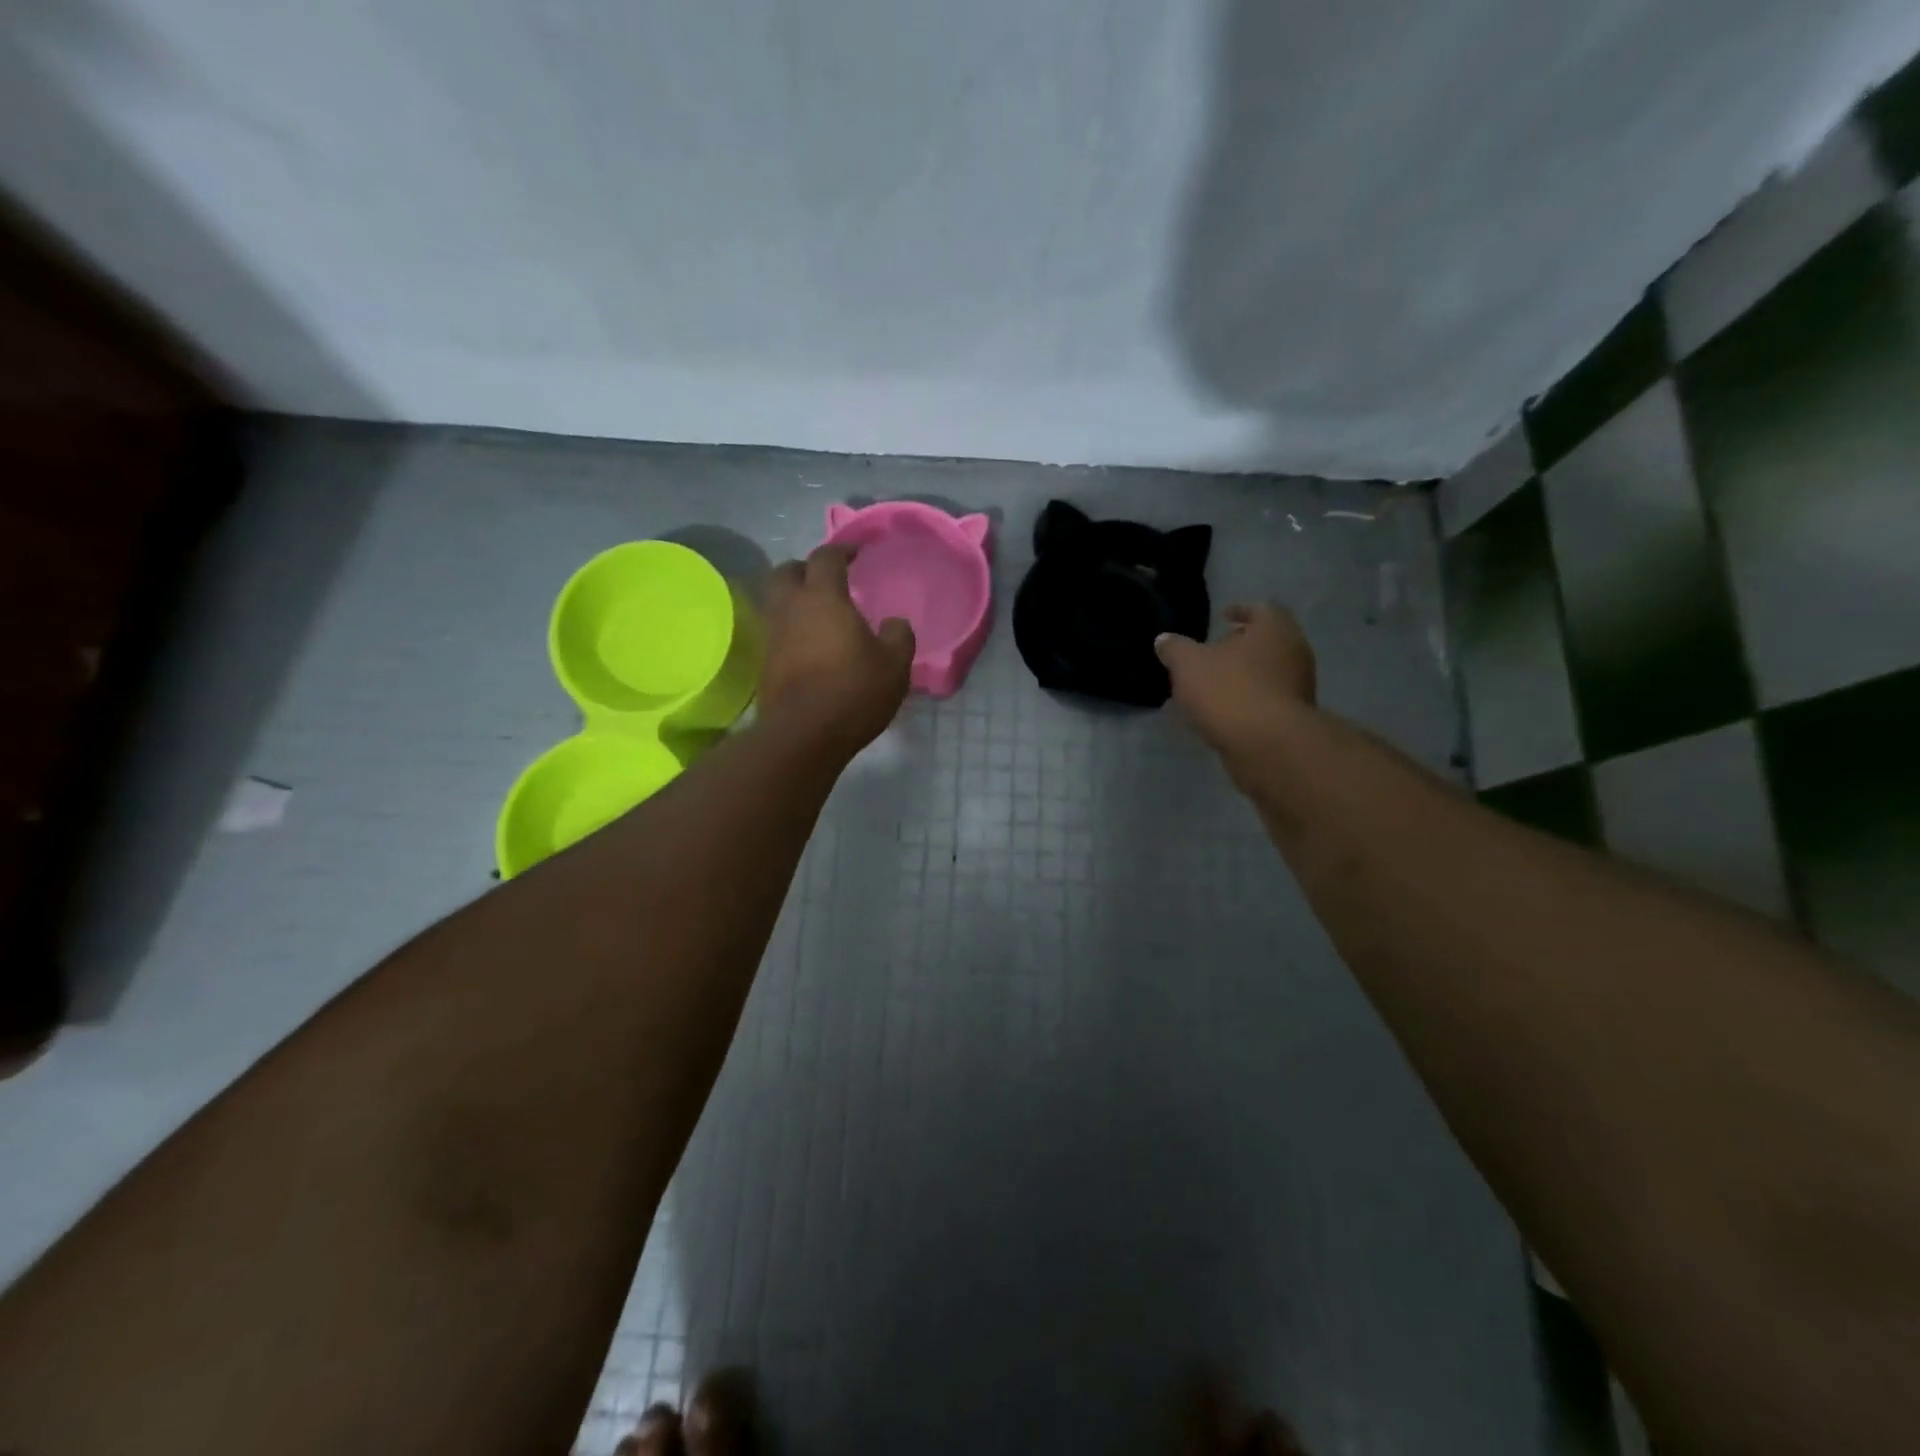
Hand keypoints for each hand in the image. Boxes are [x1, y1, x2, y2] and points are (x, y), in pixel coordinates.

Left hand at [758, 545, 914, 758]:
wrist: (803, 735)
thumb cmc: (853, 692)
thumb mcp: (894, 666)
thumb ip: (899, 636)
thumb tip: (894, 623)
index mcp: (823, 597)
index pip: (826, 557)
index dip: (842, 550)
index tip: (856, 553)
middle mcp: (791, 607)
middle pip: (787, 570)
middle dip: (806, 568)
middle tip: (827, 579)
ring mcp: (773, 635)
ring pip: (776, 600)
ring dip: (794, 598)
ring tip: (818, 612)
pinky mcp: (765, 662)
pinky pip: (776, 630)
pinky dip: (790, 627)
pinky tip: (809, 643)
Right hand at [1155, 603, 1316, 762]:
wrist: (1267, 745)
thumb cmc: (1229, 690)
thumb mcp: (1188, 664)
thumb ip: (1175, 649)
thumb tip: (1164, 640)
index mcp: (1275, 629)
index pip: (1261, 609)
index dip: (1240, 611)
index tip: (1222, 617)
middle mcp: (1295, 652)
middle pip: (1266, 642)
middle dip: (1240, 647)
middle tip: (1212, 653)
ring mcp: (1299, 687)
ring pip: (1267, 673)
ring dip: (1243, 677)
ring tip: (1212, 687)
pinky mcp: (1294, 719)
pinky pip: (1267, 701)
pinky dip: (1247, 702)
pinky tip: (1223, 713)